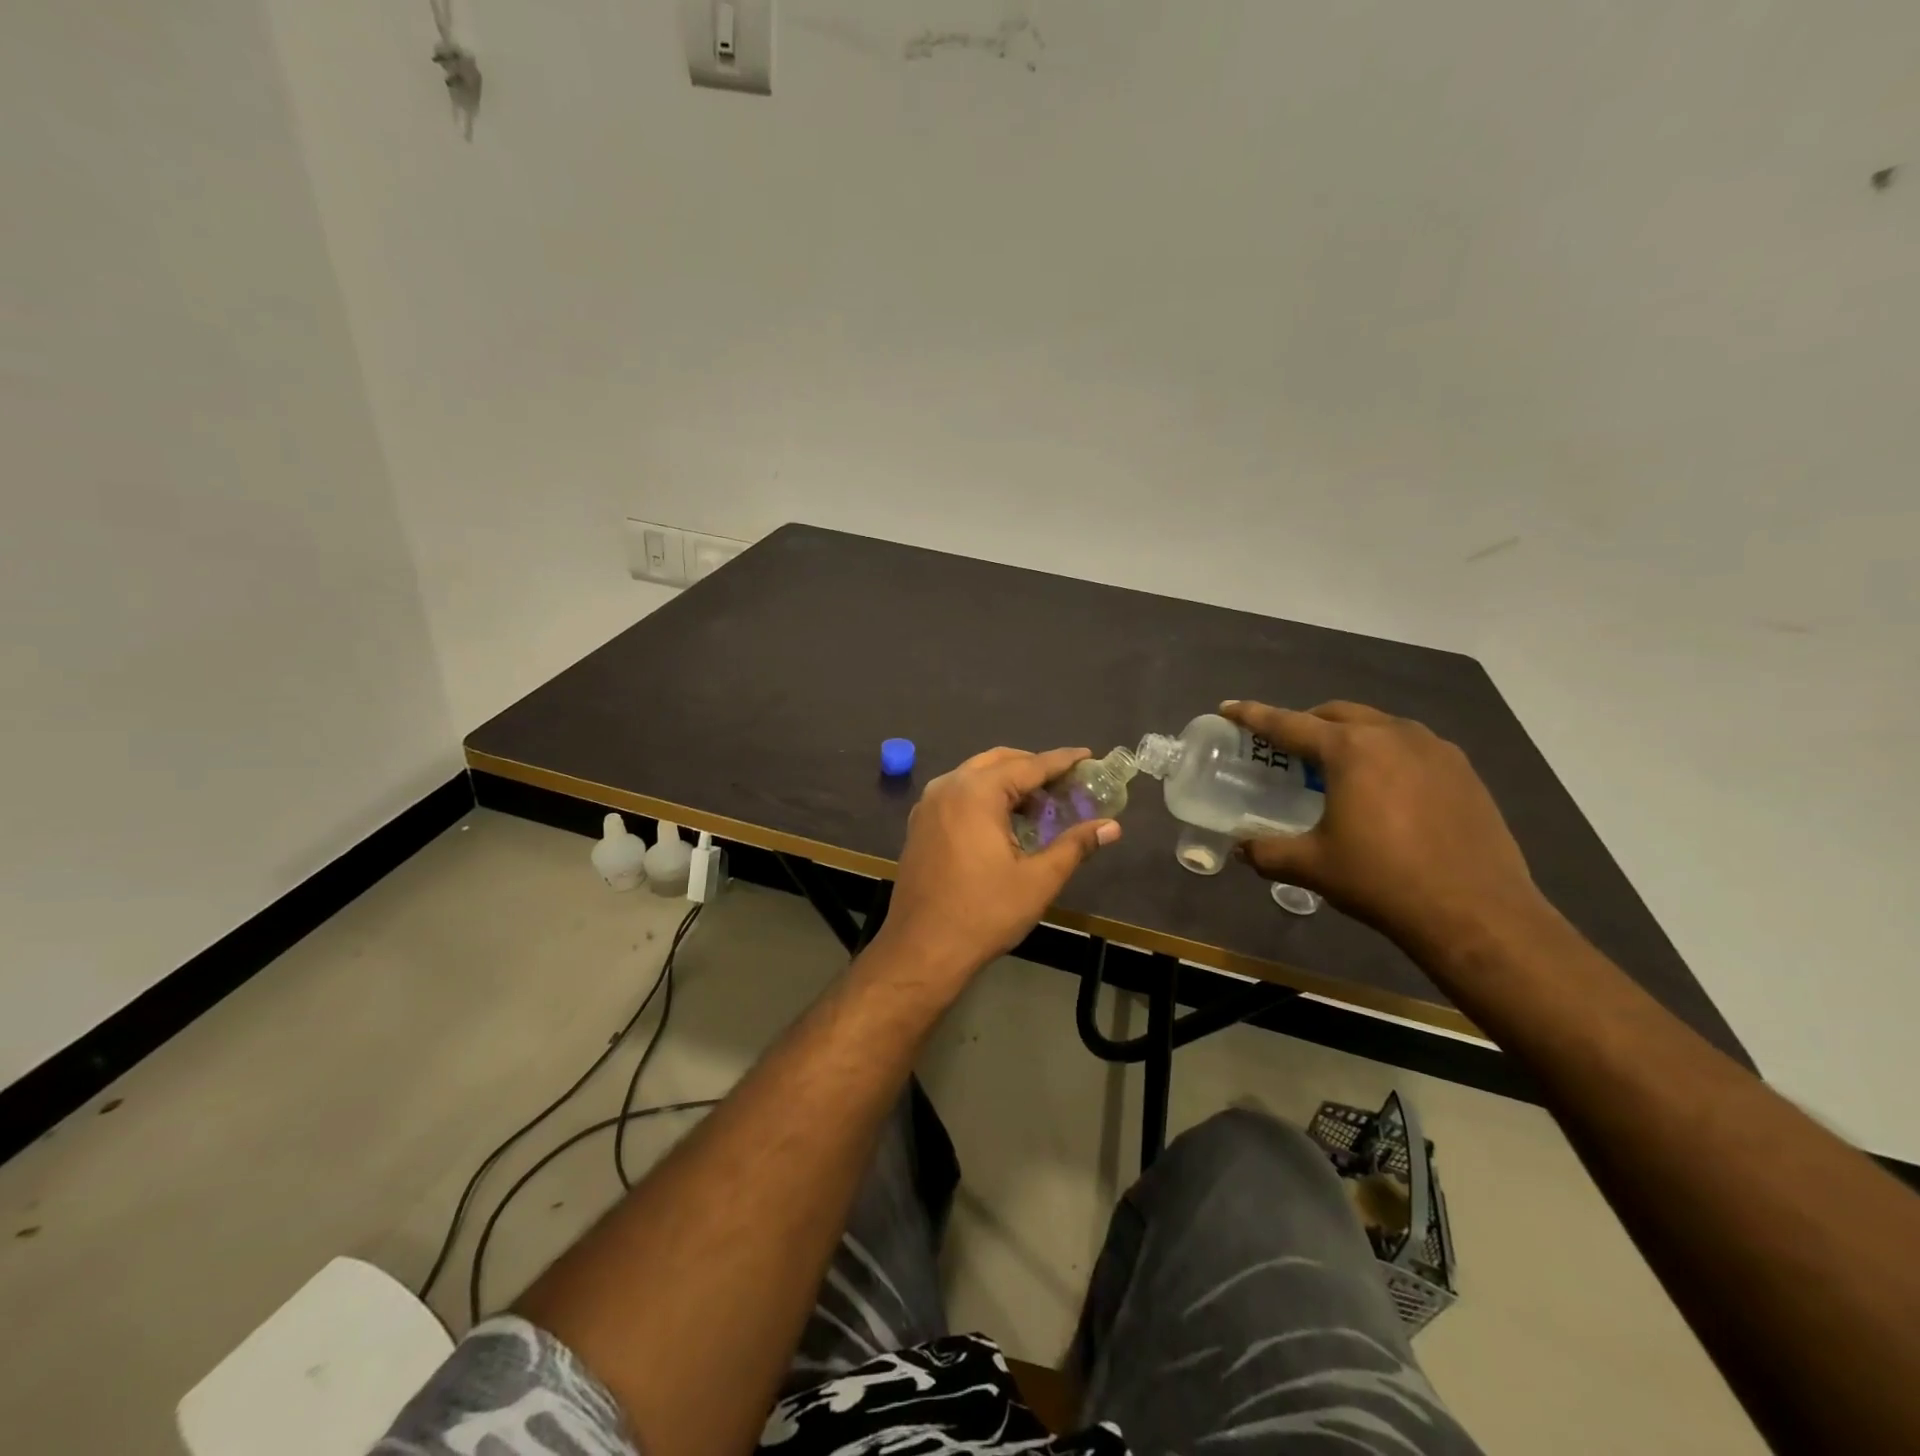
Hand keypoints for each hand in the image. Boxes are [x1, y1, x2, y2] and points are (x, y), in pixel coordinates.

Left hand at [873, 746, 1121, 984]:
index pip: (1029, 765)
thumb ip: (1075, 845)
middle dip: (1033, 768)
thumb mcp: (1038, 880)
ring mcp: (928, 805)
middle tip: (1065, 785)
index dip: (1061, 761)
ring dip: (1008, 782)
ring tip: (1039, 806)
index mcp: (976, 793)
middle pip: (998, 762)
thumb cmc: (984, 913)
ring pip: (975, 777)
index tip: (1087, 756)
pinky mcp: (919, 825)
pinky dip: (984, 796)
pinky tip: (1003, 823)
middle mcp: (948, 787)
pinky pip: (958, 795)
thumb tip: (1112, 827)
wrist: (921, 949)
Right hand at [1220, 700, 1548, 957]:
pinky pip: (1412, 747)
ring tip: (1336, 770)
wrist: (1476, 913)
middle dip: (1305, 723)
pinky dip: (1385, 755)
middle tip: (1286, 750)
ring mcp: (1435, 749)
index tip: (1229, 707)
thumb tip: (1240, 849)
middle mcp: (1393, 734)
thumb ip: (1266, 852)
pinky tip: (1385, 790)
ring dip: (1349, 737)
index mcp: (1350, 749)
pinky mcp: (1464, 771)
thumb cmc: (1382, 880)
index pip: (1288, 723)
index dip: (1253, 716)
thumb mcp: (1311, 866)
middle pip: (1336, 714)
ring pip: (1378, 726)